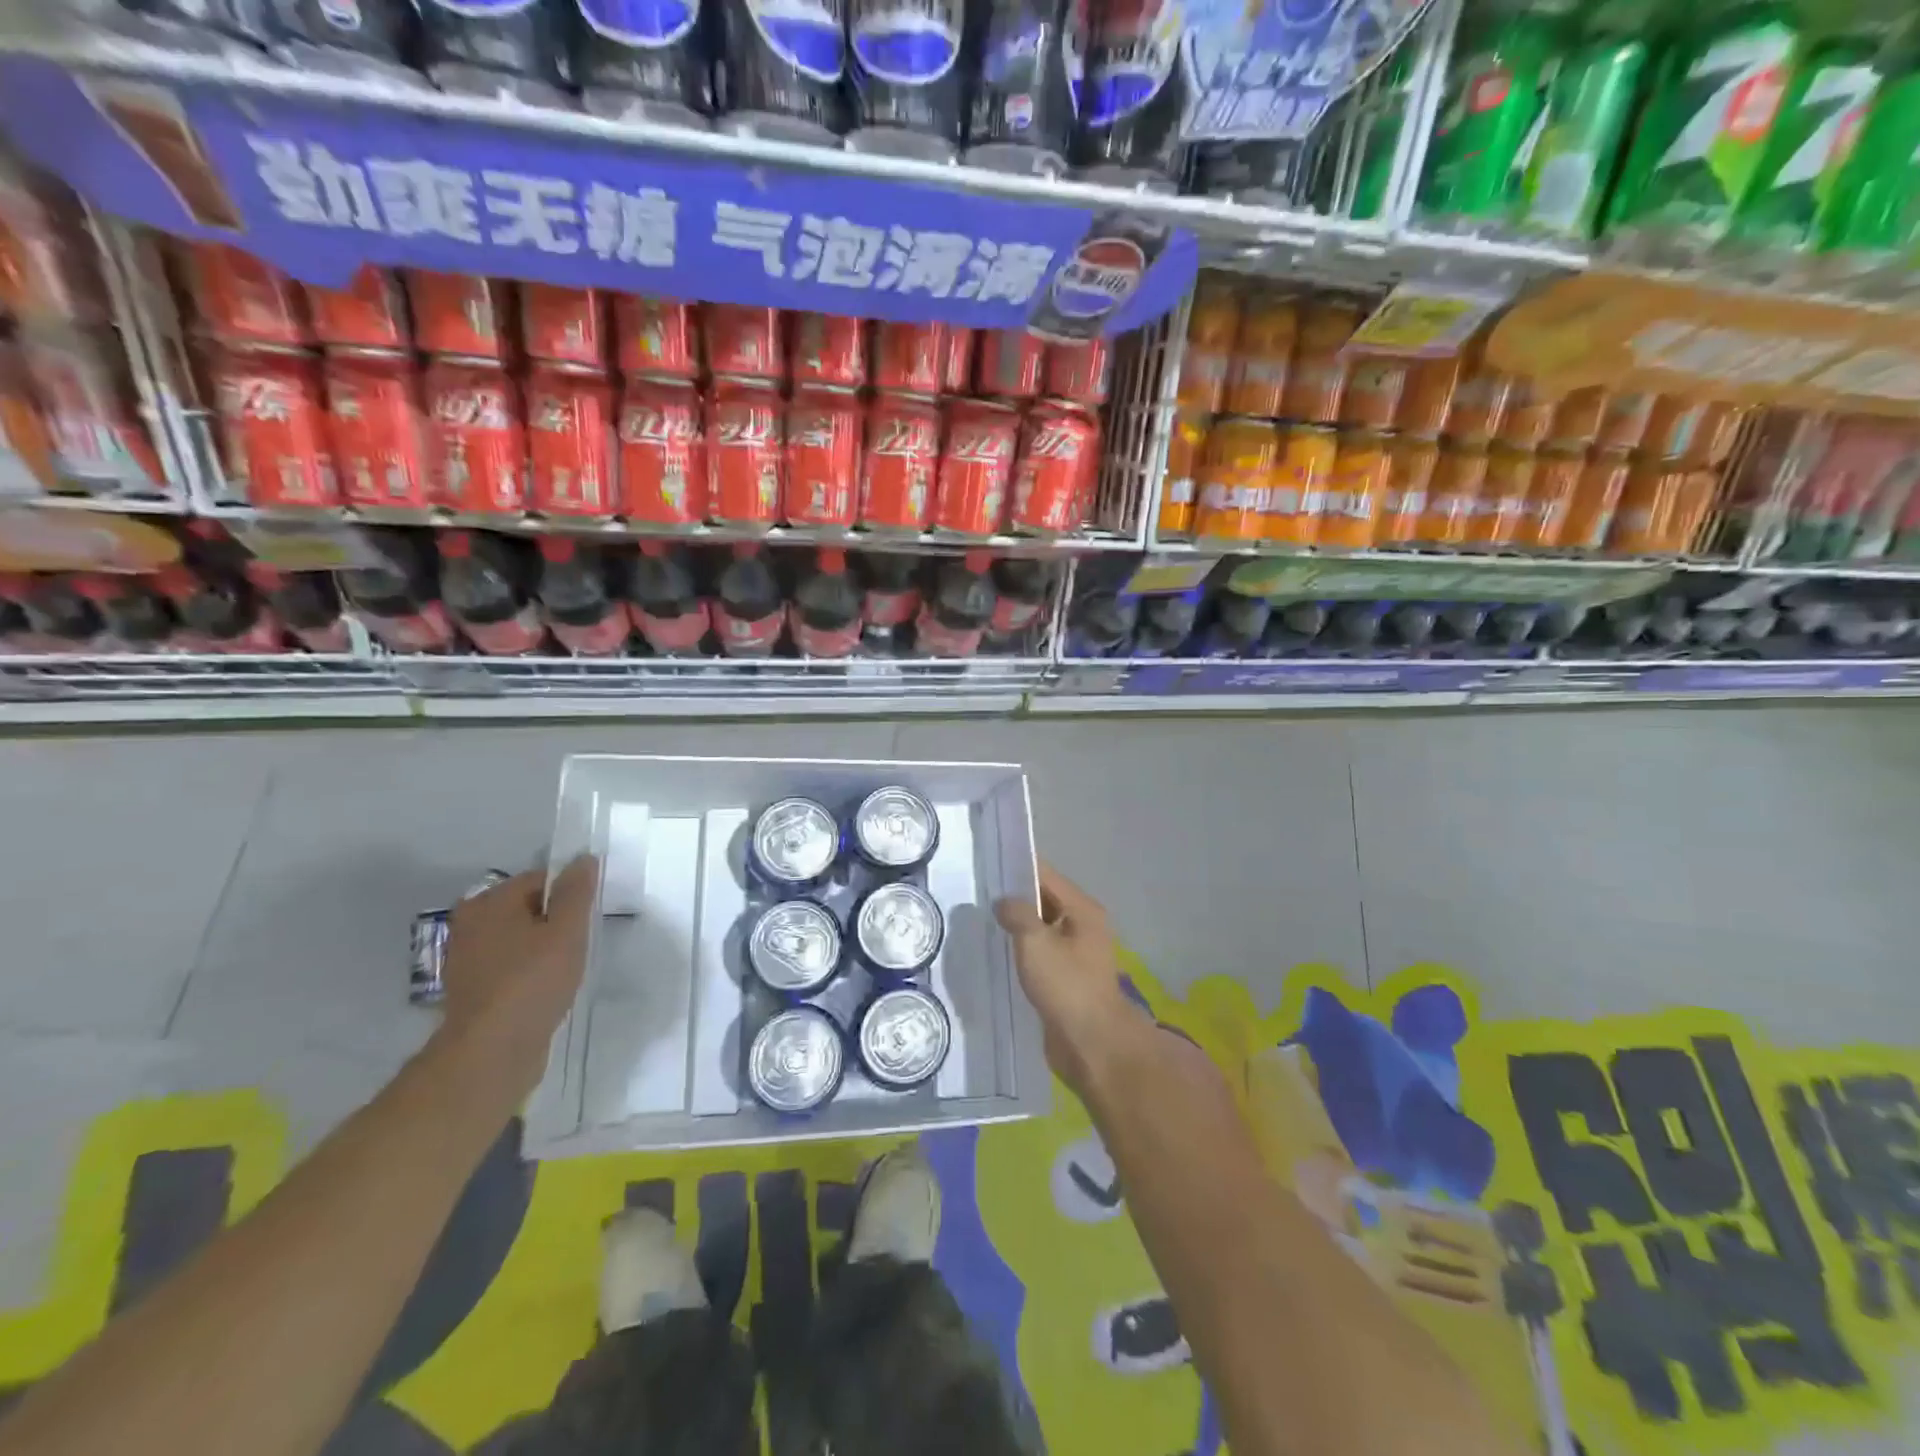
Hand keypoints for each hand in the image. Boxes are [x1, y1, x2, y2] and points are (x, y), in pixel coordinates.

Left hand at [436, 856, 599, 1102]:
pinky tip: (546, 988)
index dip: (571, 895)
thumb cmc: (532, 982)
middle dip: (556, 922)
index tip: (588, 920)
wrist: (490, 1053)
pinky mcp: (471, 988)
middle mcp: (470, 923)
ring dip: (543, 948)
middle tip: (580, 945)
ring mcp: (467, 958)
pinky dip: (528, 970)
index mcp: (489, 902)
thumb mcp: (567, 931)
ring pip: (519, 938)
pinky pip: (509, 965)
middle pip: (528, 907)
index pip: (541, 879)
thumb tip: (583, 858)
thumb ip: (577, 892)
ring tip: (565, 969)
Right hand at [995, 862, 1140, 1096]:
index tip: (989, 864)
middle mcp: (1084, 926)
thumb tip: (1003, 902)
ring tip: (983, 921)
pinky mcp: (1068, 977)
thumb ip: (1017, 913)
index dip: (1018, 868)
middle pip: (1046, 900)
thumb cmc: (1066, 986)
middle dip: (1016, 897)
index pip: (1047, 876)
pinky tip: (999, 952)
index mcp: (1083, 910)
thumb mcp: (1035, 942)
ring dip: (1018, 925)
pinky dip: (1023, 949)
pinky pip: (1042, 953)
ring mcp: (1077, 953)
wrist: (1091, 1044)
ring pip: (1042, 928)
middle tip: (979, 894)